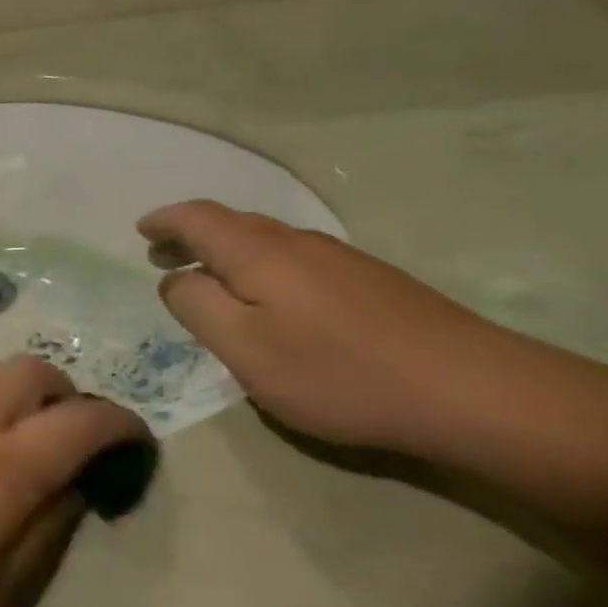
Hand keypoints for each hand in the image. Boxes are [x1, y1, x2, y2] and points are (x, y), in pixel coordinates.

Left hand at [0, 357, 151, 606]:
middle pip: (36, 371)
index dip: (122, 426)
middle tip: (67, 437)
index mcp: (4, 468)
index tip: (135, 444)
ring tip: (8, 424)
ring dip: (11, 385)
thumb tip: (74, 490)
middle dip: (67, 396)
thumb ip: (44, 538)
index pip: (84, 422)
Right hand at [140, 201, 524, 455]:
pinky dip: (260, 266)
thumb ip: (197, 307)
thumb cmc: (336, 372)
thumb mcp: (244, 349)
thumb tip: (175, 279)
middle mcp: (297, 242)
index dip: (165, 221)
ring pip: (266, 241)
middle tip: (162, 254)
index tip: (141, 230)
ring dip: (225, 251)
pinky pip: (294, 259)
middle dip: (191, 235)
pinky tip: (268, 297)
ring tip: (205, 275)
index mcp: (259, 253)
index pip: (199, 218)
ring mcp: (339, 259)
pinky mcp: (369, 282)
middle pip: (232, 225)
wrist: (466, 388)